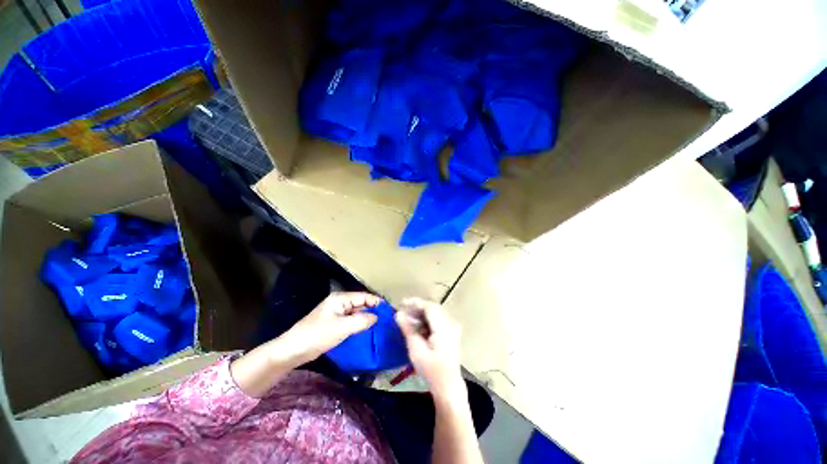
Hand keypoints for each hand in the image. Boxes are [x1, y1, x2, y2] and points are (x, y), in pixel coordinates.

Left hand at [277, 292, 380, 363]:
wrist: (292, 351)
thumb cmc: (318, 335)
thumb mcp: (342, 327)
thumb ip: (362, 320)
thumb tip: (377, 317)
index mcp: (340, 298)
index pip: (363, 296)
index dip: (376, 302)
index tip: (389, 310)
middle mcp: (339, 303)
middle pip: (360, 304)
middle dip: (373, 310)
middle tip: (387, 319)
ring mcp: (336, 314)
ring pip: (356, 314)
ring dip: (366, 319)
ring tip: (381, 326)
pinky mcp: (334, 324)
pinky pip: (350, 322)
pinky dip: (359, 325)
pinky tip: (367, 332)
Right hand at [395, 297, 466, 403]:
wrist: (448, 386)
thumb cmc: (431, 370)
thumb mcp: (416, 350)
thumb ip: (408, 329)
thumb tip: (398, 313)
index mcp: (444, 327)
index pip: (429, 307)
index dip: (415, 303)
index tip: (401, 303)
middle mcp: (451, 323)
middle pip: (433, 308)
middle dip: (417, 308)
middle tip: (403, 311)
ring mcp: (453, 327)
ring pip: (435, 312)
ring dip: (422, 314)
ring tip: (408, 319)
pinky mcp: (452, 332)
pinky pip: (438, 319)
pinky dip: (427, 320)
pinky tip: (418, 326)